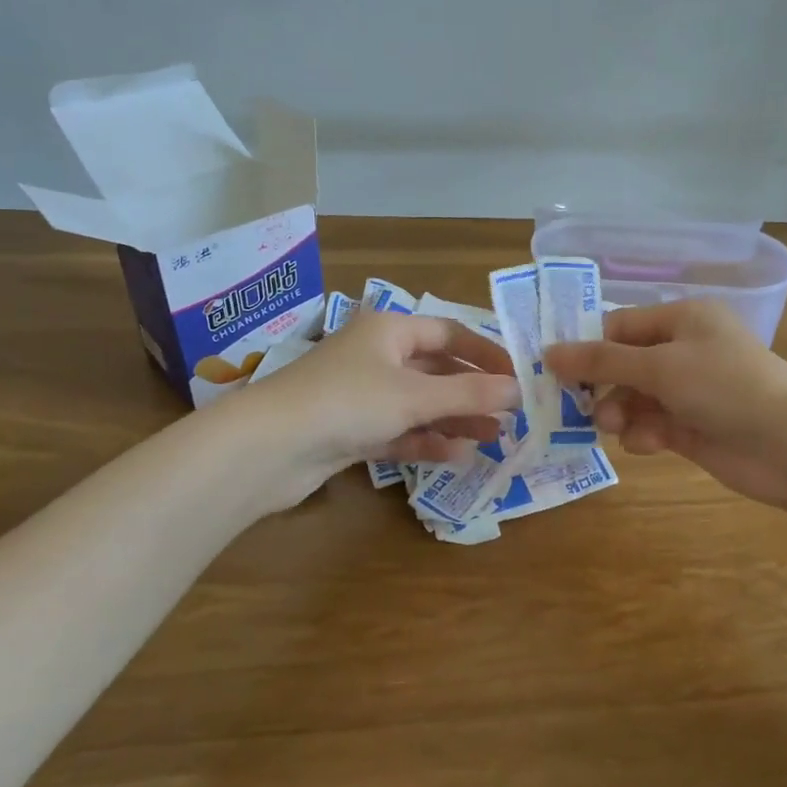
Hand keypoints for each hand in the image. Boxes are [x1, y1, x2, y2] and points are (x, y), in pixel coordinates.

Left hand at [232, 312, 519, 507]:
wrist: (268, 448)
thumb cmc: (347, 402)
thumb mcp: (415, 395)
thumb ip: (469, 393)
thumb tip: (518, 390)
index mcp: (389, 330)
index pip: (449, 332)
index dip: (485, 353)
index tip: (517, 377)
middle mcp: (376, 356)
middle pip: (436, 370)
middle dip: (472, 393)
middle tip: (510, 415)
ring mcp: (361, 396)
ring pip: (419, 404)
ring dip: (454, 420)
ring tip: (493, 438)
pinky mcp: (350, 431)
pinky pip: (399, 431)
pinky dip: (426, 441)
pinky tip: (456, 456)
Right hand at [544, 300, 786, 509]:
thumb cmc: (724, 386)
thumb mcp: (659, 366)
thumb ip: (602, 362)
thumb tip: (548, 353)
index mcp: (683, 319)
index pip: (621, 326)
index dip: (587, 347)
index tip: (553, 370)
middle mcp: (685, 350)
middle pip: (624, 364)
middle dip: (602, 386)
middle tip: (576, 406)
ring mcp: (689, 391)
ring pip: (634, 398)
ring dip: (620, 412)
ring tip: (615, 427)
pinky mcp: (692, 427)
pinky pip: (651, 425)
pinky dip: (644, 434)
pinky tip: (647, 444)